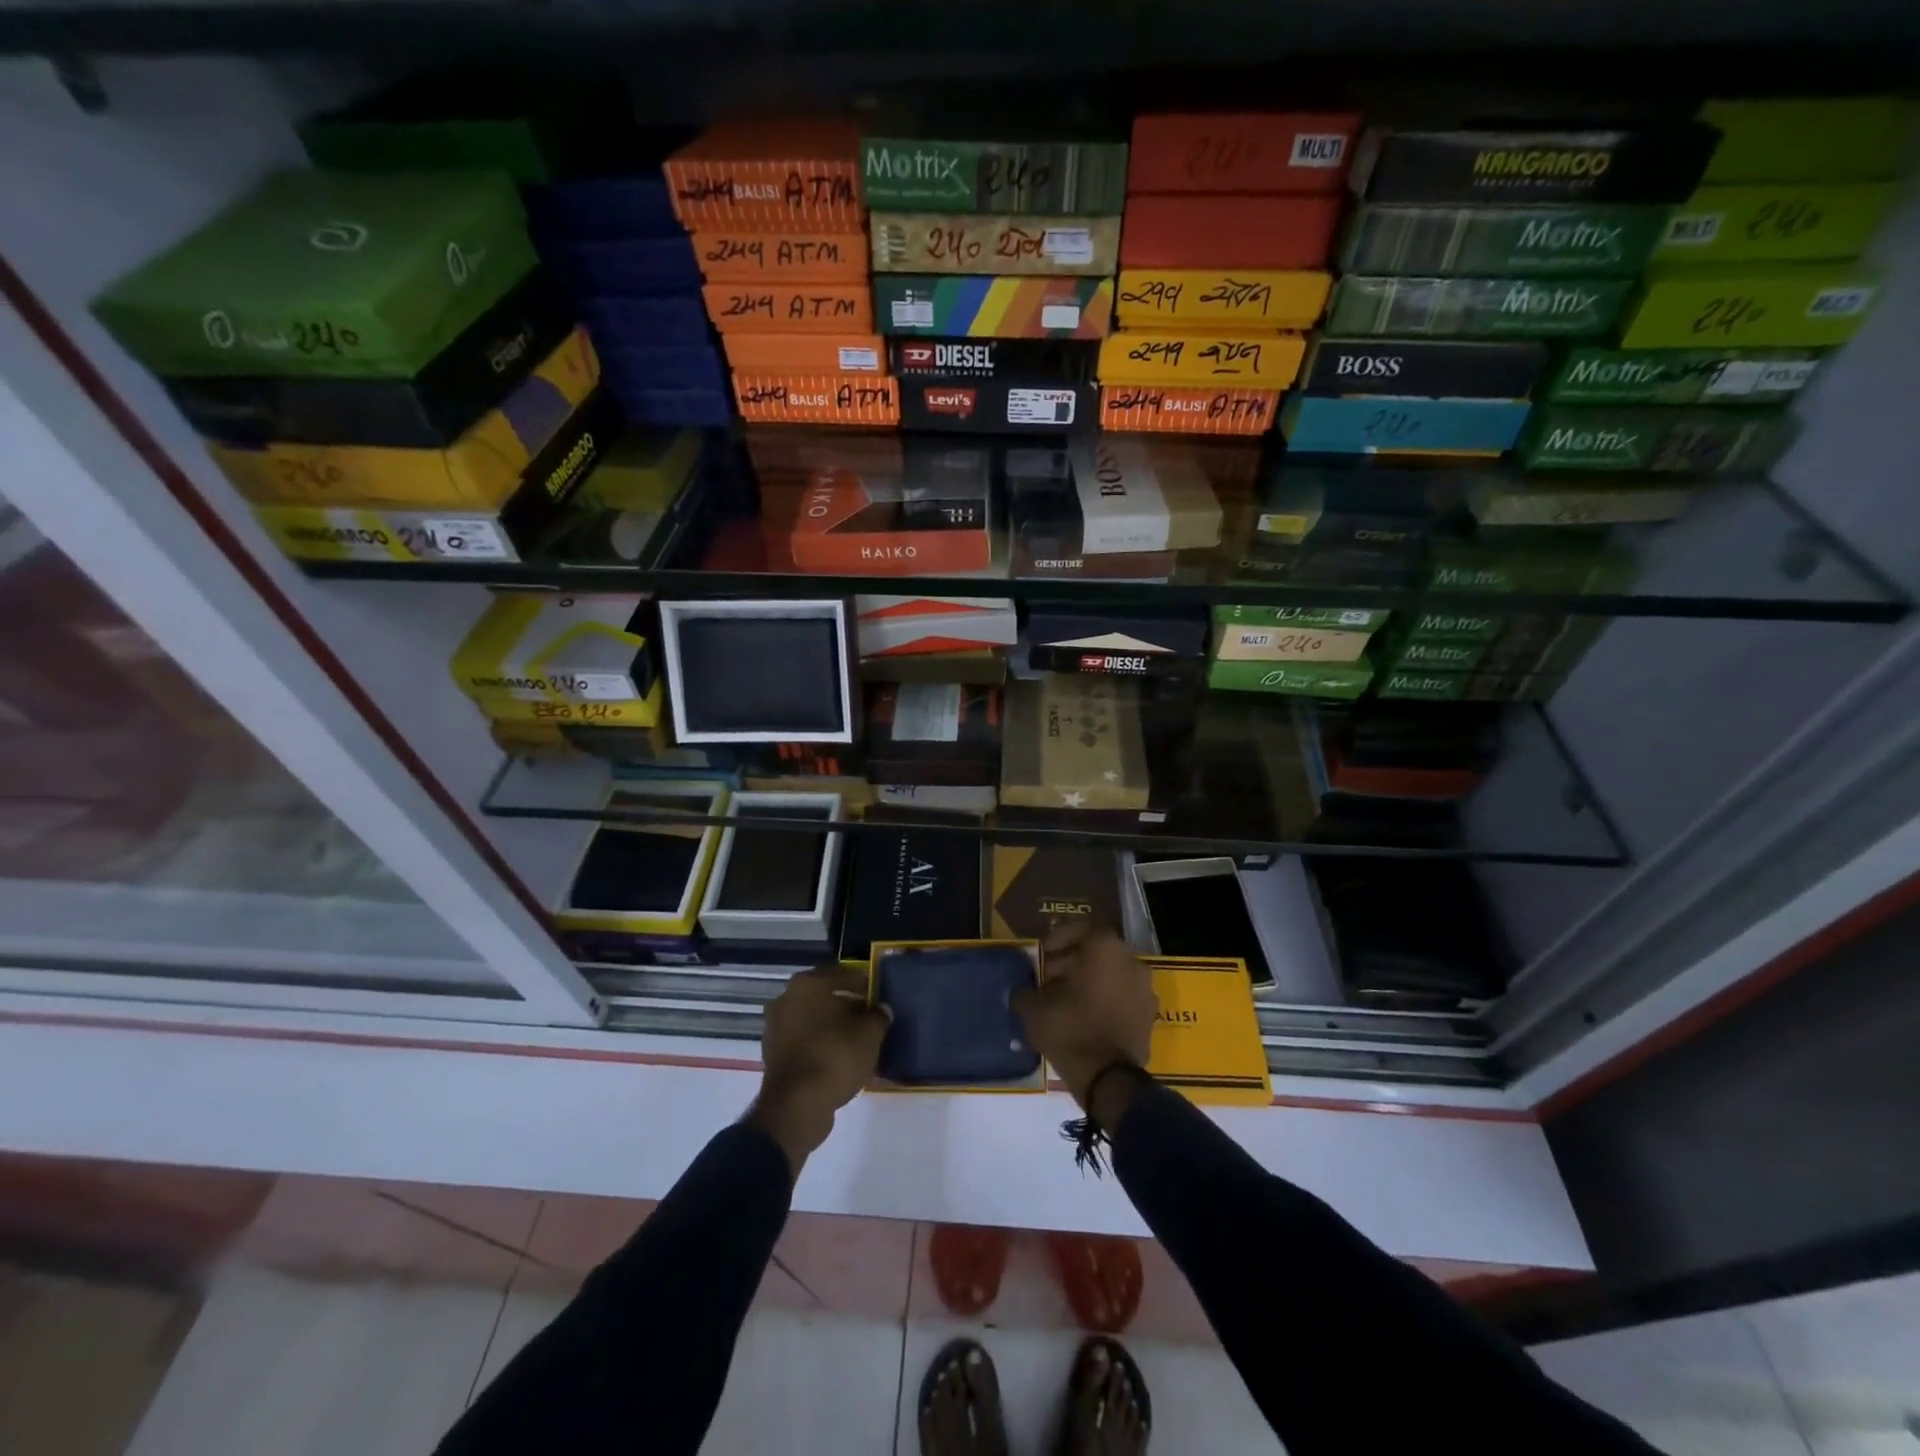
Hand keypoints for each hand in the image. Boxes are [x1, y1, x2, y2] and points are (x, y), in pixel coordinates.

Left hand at [748, 964, 890, 1174]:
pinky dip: (821, 1046)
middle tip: (870, 1019)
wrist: (797, 1106)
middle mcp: (787, 998)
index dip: (864, 984)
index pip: (843, 973)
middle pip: (825, 996)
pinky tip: (841, 1059)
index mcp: (808, 983)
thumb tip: (881, 1010)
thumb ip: (879, 1016)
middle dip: (848, 1006)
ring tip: (858, 1041)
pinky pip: (805, 1042)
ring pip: (814, 1020)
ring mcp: (776, 1027)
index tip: (879, 997)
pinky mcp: (774, 1054)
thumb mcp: (870, 1033)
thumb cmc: (835, 1056)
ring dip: (834, 1027)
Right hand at [1014, 924, 1157, 1108]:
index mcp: (1105, 948)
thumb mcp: (1033, 1008)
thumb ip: (1026, 991)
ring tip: (1065, 1000)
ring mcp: (1145, 989)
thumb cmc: (1070, 1030)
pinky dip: (1105, 1000)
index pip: (1080, 929)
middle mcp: (1131, 960)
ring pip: (1111, 974)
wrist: (1108, 1080)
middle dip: (1071, 962)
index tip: (1040, 955)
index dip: (1056, 939)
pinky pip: (1122, 997)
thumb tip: (1025, 991)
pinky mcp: (1149, 1016)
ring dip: (1089, 981)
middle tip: (1048, 979)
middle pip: (1097, 952)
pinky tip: (1084, 1017)